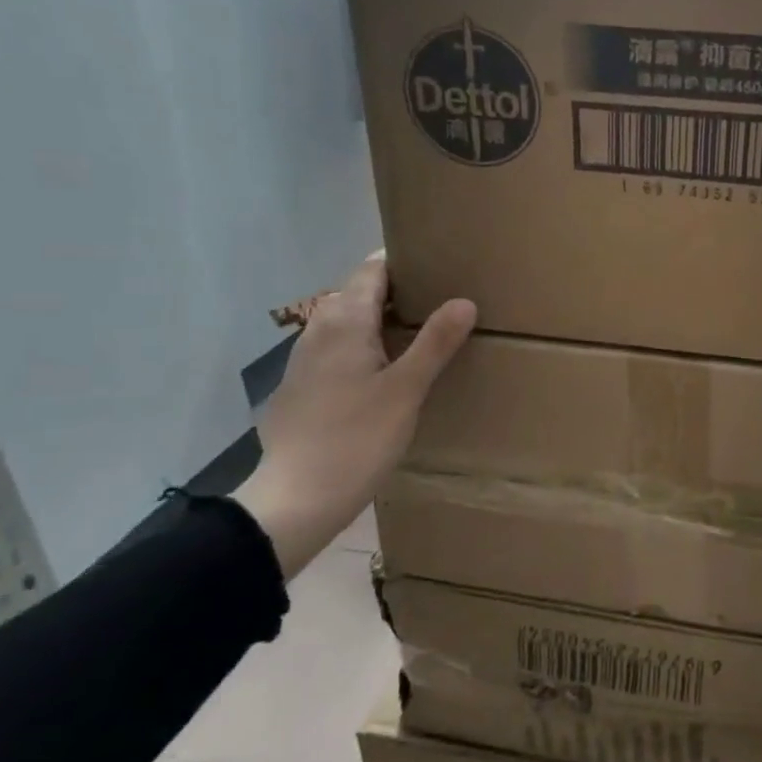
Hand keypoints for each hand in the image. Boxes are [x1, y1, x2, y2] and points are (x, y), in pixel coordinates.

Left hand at [233, 255, 474, 579]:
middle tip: (438, 301)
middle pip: (357, 293)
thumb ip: (435, 342)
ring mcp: (303, 359)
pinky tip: (383, 374)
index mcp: (344, 321)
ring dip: (377, 320)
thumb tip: (464, 300)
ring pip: (345, 322)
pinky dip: (361, 347)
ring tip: (417, 334)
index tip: (438, 266)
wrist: (296, 498)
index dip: (403, 263)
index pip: (371, 270)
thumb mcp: (406, 390)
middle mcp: (318, 330)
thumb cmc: (357, 438)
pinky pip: (335, 349)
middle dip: (394, 291)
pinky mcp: (300, 386)